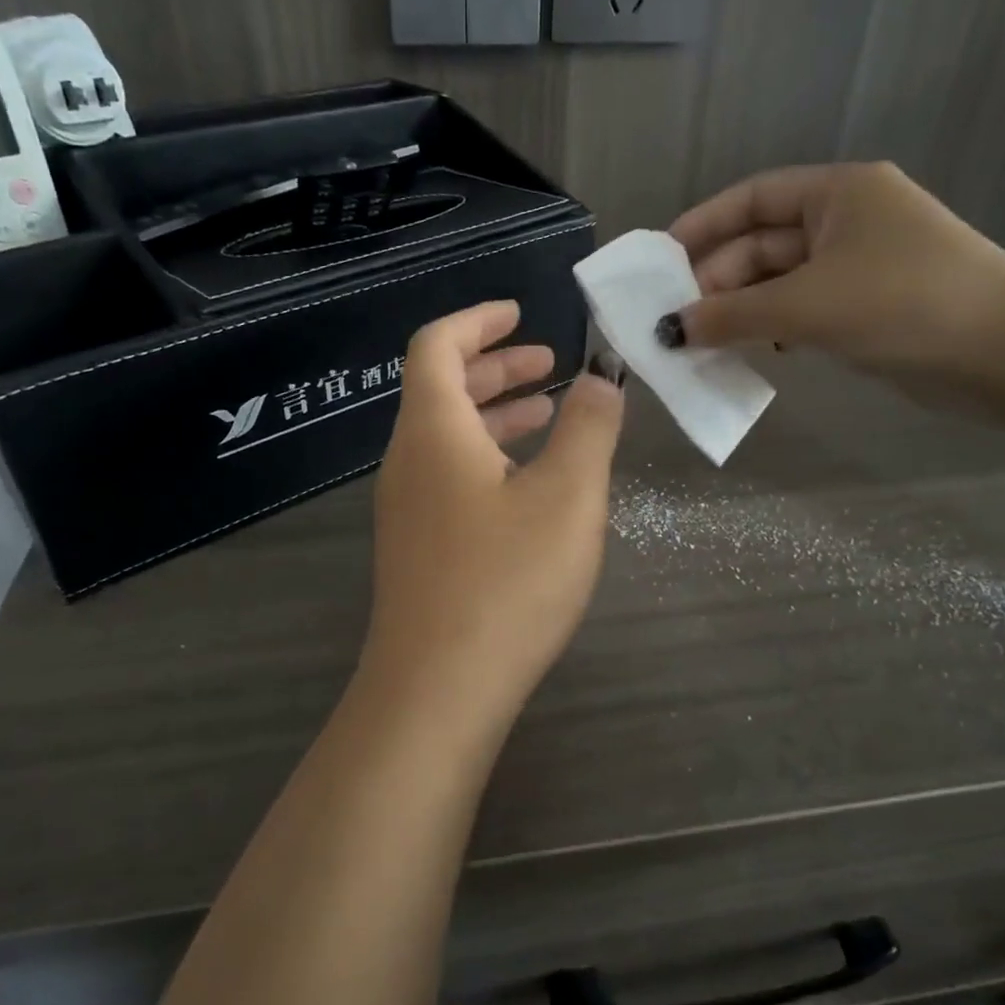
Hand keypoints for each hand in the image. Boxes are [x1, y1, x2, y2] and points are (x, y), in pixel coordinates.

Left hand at [359, 301, 624, 720]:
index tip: (521, 312)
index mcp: (434, 431)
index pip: (437, 346)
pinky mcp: (416, 548)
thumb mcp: (567, 497)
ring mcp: (406, 509)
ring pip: (447, 437)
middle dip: (496, 367)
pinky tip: (528, 484)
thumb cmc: (505, 582)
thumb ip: (588, 428)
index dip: (478, 321)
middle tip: (550, 364)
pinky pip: (449, 476)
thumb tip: (598, 380)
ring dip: (495, 414)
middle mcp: (408, 461)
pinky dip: (488, 457)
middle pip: (441, 389)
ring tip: (549, 414)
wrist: (437, 692)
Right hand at [664, 163, 1004, 385]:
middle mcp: (846, 220)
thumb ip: (730, 315)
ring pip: (779, 281)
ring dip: (739, 309)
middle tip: (675, 321)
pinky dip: (771, 327)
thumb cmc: (900, 303)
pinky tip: (749, 352)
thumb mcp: (804, 305)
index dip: (702, 226)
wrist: (1003, 353)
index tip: (660, 263)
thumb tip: (670, 330)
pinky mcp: (867, 306)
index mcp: (837, 193)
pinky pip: (801, 308)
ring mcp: (859, 265)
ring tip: (700, 342)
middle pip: (761, 243)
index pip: (751, 199)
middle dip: (717, 281)